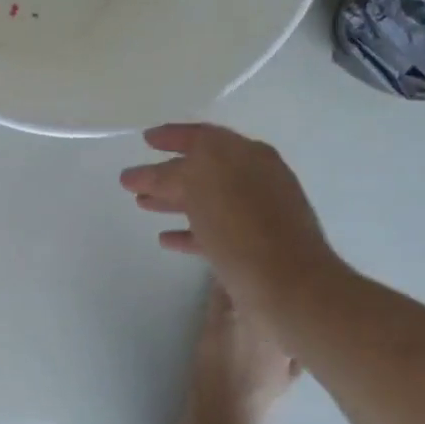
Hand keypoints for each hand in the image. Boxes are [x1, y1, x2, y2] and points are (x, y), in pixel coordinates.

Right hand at [119, 124, 342, 327]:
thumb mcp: (197, 184)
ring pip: (207, 201)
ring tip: (143, 205)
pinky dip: (188, 232)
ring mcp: (258, 214)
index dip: (171, 136)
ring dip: (173, 201)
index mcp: (246, 154)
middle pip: (204, 169)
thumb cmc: (241, 226)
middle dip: (167, 172)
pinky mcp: (255, 248)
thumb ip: (170, 173)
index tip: (145, 140)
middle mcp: (256, 179)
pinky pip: (214, 232)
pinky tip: (166, 239)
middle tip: (135, 179)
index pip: (202, 137)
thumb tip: (147, 174)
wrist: (288, 287)